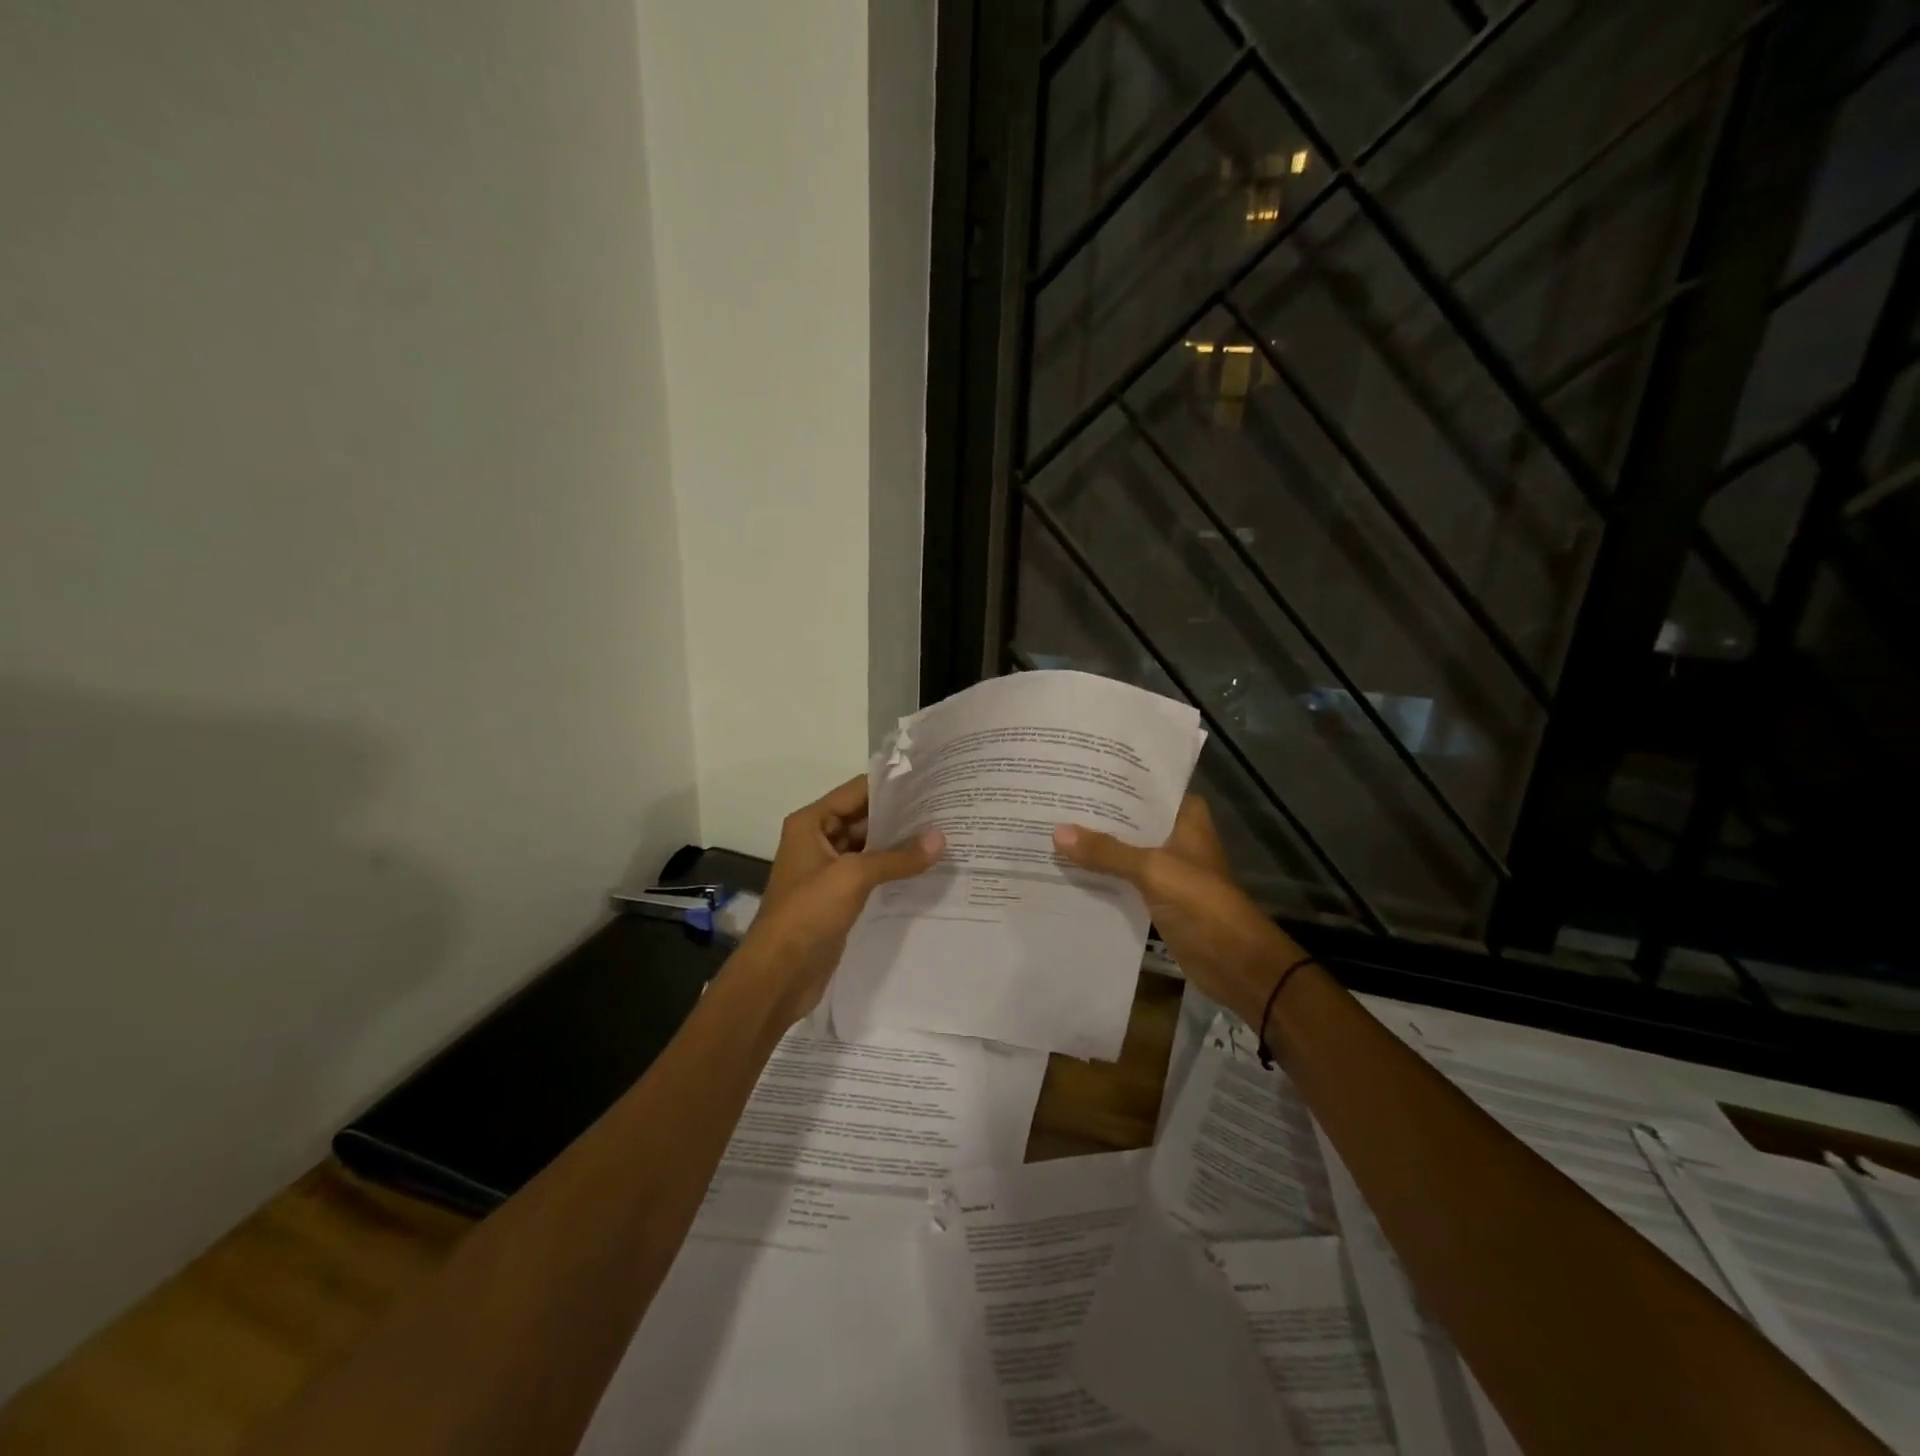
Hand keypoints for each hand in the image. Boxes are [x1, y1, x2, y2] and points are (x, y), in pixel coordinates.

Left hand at [736, 775, 944, 1022]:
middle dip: (902, 816)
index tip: (932, 782)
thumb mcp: (853, 877)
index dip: (892, 786)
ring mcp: (828, 870)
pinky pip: (870, 874)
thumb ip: (897, 857)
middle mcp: (818, 840)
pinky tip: (926, 870)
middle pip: (865, 818)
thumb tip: (940, 838)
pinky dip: (894, 871)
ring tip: (944, 837)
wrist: (778, 975)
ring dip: (900, 845)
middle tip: (946, 811)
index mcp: (811, 823)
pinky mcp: (838, 897)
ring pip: (870, 847)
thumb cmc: (807, 913)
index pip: (857, 791)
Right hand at [1052, 795, 1290, 1020]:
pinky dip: (1101, 874)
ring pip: (1125, 849)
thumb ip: (1106, 851)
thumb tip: (1057, 832)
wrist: (1234, 962)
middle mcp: (1176, 836)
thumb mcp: (1152, 870)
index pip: (1148, 787)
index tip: (1079, 769)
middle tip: (1055, 799)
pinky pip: (1122, 878)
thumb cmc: (1201, 903)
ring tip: (1051, 828)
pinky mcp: (1157, 896)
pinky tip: (1068, 867)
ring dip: (1096, 845)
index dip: (1117, 779)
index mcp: (1186, 818)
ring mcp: (1167, 868)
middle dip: (1098, 813)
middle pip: (1131, 819)